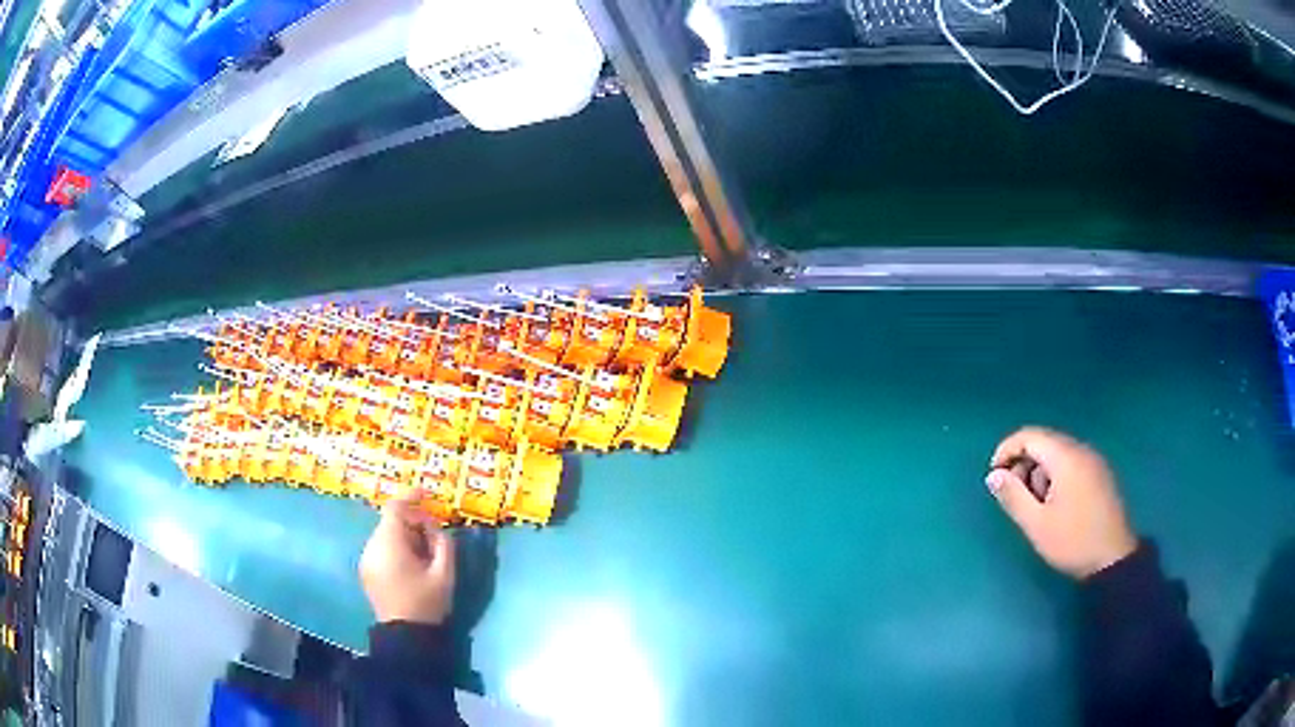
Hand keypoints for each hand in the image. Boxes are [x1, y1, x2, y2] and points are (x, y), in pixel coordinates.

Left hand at [360, 494, 456, 623]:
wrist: (405, 637)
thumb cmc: (426, 603)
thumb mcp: (444, 573)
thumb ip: (443, 544)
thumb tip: (435, 528)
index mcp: (389, 544)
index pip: (395, 508)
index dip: (411, 497)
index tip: (427, 495)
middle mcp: (372, 546)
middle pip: (390, 521)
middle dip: (413, 522)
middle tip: (434, 536)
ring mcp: (366, 559)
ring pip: (385, 535)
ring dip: (405, 536)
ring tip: (425, 554)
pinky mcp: (366, 572)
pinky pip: (381, 548)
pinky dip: (396, 548)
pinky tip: (412, 565)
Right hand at [986, 427, 1137, 578]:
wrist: (1113, 559)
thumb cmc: (1072, 541)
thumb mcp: (1036, 524)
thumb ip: (1013, 496)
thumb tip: (993, 475)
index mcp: (1066, 457)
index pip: (1029, 435)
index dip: (1006, 450)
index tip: (994, 477)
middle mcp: (1081, 450)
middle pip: (1044, 442)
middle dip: (1023, 464)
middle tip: (1014, 496)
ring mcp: (1094, 461)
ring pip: (1058, 453)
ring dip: (1039, 472)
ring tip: (1035, 506)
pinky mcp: (1100, 474)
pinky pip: (1071, 463)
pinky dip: (1055, 476)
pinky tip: (1055, 504)